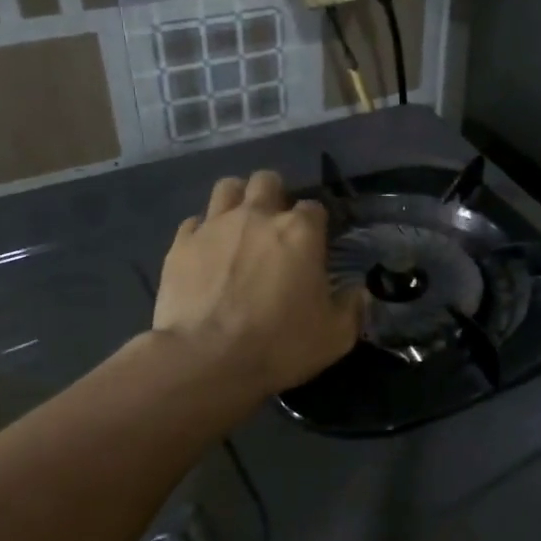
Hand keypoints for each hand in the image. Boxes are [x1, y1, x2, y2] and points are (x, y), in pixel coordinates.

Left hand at [153, 171, 363, 393]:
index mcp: (300, 232)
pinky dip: (204, 232)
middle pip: (267, 181)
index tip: (316, 243)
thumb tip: (359, 292)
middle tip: (276, 226)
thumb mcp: (336, 336)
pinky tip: (208, 253)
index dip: (317, 223)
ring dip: (238, 200)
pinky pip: (194, 222)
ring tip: (240, 226)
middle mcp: (258, 216)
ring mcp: (215, 226)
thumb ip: (352, 307)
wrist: (207, 360)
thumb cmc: (280, 344)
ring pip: (228, 188)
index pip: (315, 207)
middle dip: (275, 196)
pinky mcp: (181, 244)